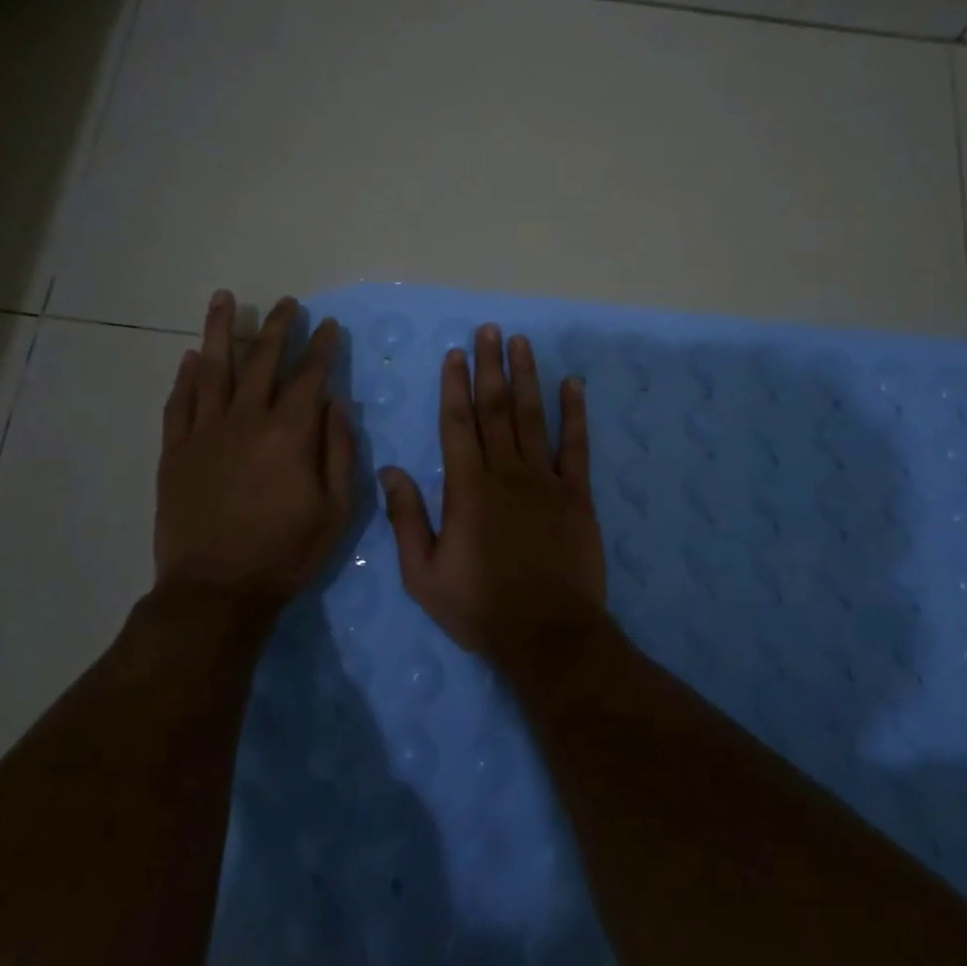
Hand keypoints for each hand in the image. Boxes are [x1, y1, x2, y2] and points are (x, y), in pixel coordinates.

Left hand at [154, 290, 354, 611]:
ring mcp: (205, 433)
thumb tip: (338, 402)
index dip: (321, 347)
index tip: (328, 325)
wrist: (216, 592)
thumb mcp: (337, 509)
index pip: (310, 376)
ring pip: (213, 369)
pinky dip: (186, 377)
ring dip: (221, 330)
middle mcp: (246, 420)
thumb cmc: (287, 553)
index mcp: (289, 433)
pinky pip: (179, 403)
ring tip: (225, 298)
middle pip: (262, 361)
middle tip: (287, 302)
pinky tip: (192, 357)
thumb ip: (340, 450)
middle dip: (278, 327)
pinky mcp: (175, 452)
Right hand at [381, 324, 606, 663]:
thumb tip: (389, 470)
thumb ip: (407, 519)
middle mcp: (505, 473)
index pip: (458, 424)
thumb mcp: (424, 575)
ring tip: (521, 342)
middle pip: (495, 409)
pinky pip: (576, 445)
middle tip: (488, 330)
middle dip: (490, 366)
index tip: (456, 353)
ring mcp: (545, 480)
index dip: (455, 386)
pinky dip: (575, 413)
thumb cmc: (480, 608)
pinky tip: (573, 384)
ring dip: (526, 377)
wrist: (547, 635)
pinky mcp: (576, 494)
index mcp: (467, 489)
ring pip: (533, 417)